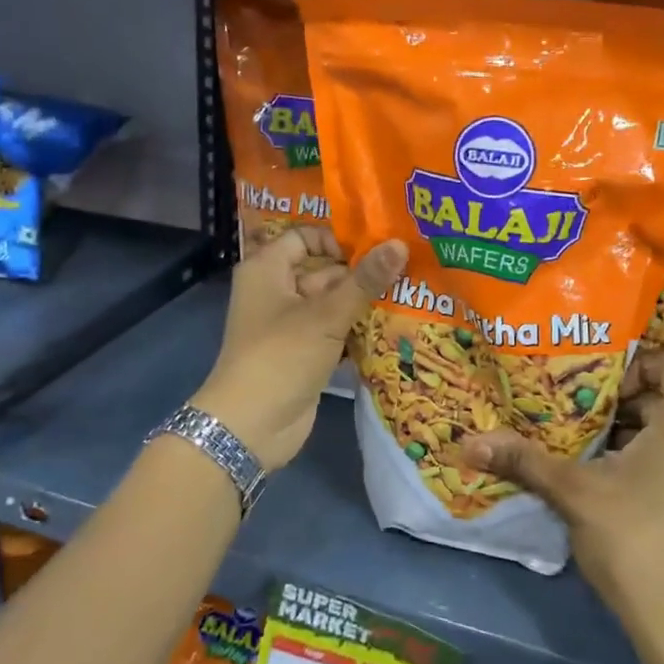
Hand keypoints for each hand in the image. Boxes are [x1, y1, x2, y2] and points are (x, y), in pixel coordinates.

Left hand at [192, 228, 407, 470]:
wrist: (252, 427)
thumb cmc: (281, 357)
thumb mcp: (326, 316)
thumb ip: (364, 280)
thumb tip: (399, 244)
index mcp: (267, 269)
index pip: (305, 236)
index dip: (338, 238)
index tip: (376, 247)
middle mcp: (277, 290)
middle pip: (324, 270)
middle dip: (362, 272)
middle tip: (409, 269)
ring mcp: (291, 324)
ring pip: (333, 302)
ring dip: (365, 302)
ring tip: (411, 293)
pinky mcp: (305, 352)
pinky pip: (335, 330)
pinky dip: (358, 328)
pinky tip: (395, 325)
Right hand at [460, 350, 663, 663]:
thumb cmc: (634, 542)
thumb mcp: (573, 493)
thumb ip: (524, 460)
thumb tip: (469, 442)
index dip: (632, 366)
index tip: (595, 394)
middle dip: (624, 405)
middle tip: (581, 422)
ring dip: (640, 434)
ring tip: (595, 456)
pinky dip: (661, 459)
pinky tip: (624, 490)